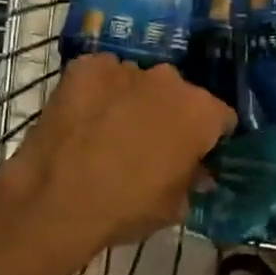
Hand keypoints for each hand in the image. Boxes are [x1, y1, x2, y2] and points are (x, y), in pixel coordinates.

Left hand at [10, 53, 235, 269]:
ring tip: (111, 131)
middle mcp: (170, 79)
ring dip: (134, 100)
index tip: (196, 155)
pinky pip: (103, 75)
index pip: (221, 117)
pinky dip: (99, 91)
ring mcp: (127, 68)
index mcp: (201, 112)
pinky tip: (85, 118)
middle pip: (180, 94)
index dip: (210, 137)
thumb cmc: (125, 208)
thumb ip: (193, 182)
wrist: (54, 199)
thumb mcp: (172, 208)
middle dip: (171, 114)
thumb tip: (199, 173)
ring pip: (140, 82)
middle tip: (151, 145)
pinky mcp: (88, 66)